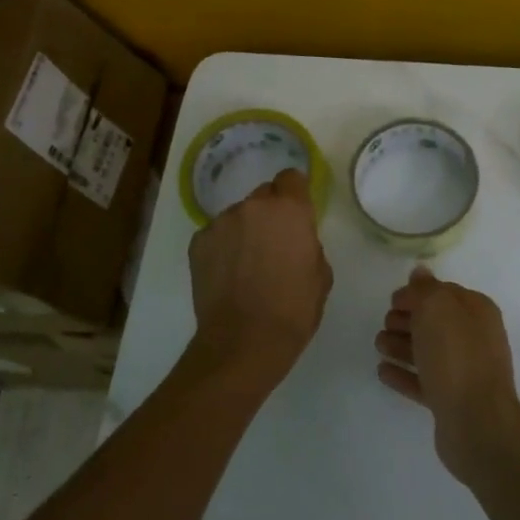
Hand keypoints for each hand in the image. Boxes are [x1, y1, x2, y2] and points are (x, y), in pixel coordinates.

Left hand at [187, 167, 331, 384]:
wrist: (244, 341)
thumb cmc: (293, 310)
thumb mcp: (321, 275)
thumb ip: (308, 244)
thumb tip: (295, 241)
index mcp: (289, 210)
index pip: (291, 178)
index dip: (295, 193)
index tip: (296, 212)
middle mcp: (253, 206)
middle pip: (263, 196)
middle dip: (270, 213)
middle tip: (273, 244)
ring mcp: (221, 222)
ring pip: (238, 216)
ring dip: (244, 231)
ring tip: (246, 265)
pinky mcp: (198, 242)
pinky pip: (216, 235)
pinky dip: (222, 248)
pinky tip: (227, 274)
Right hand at [374, 267, 519, 483]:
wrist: (477, 422)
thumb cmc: (456, 356)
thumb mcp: (438, 308)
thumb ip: (426, 288)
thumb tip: (420, 271)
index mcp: (477, 311)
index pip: (443, 293)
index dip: (416, 294)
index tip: (391, 300)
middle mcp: (474, 338)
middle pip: (435, 322)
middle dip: (407, 319)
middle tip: (385, 323)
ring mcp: (464, 371)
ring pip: (428, 351)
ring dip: (401, 345)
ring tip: (378, 345)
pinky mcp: (452, 400)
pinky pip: (423, 381)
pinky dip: (404, 374)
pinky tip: (382, 372)